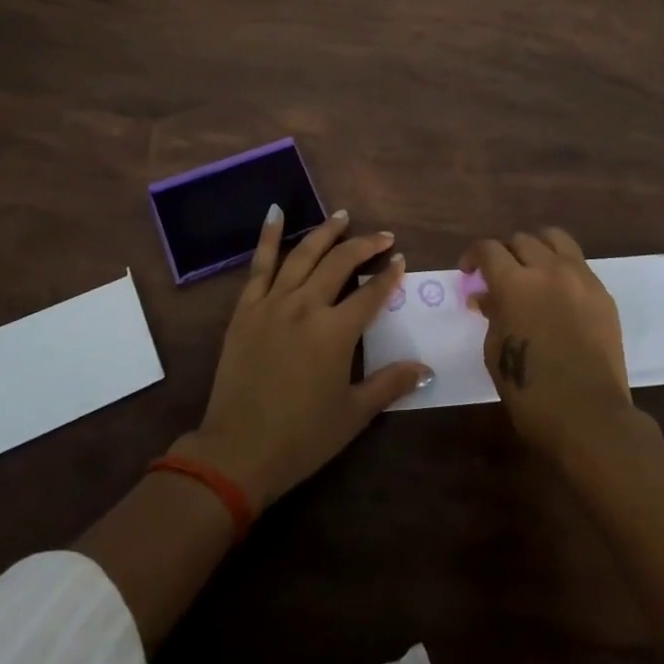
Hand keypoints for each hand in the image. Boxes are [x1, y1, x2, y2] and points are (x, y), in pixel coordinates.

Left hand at [178, 207, 428, 509]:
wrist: (238, 451)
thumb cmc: (302, 437)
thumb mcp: (354, 414)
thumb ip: (390, 384)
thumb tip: (426, 368)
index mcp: (336, 332)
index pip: (371, 293)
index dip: (389, 276)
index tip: (401, 260)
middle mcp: (307, 306)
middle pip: (340, 264)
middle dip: (365, 246)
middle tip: (383, 237)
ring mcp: (273, 303)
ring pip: (304, 255)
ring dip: (325, 232)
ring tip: (342, 216)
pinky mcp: (246, 309)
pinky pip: (259, 265)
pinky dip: (269, 237)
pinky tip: (275, 213)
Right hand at [463, 227, 634, 461]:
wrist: (590, 416)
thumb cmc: (532, 392)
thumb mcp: (496, 352)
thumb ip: (492, 315)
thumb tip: (486, 296)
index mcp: (515, 284)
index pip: (489, 249)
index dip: (473, 256)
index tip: (469, 272)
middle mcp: (548, 270)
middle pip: (521, 240)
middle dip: (504, 254)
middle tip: (499, 276)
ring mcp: (581, 278)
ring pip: (555, 239)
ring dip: (536, 248)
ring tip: (531, 270)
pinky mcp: (602, 293)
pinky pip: (578, 264)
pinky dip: (561, 267)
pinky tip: (557, 292)